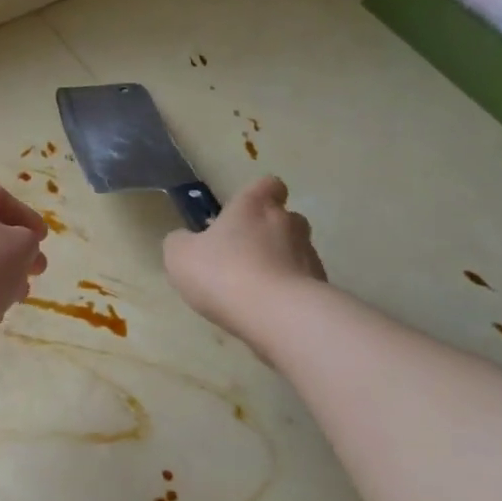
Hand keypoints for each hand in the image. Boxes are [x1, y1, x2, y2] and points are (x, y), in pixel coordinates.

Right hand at [164, 176, 324, 346]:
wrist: (278, 316)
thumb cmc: (223, 273)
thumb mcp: (180, 256)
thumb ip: (181, 242)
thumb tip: (187, 240)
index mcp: (254, 206)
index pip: (268, 184)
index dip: (260, 194)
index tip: (246, 211)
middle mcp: (287, 223)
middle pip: (284, 218)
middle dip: (268, 233)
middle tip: (242, 256)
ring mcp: (309, 255)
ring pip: (295, 251)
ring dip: (279, 263)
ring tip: (255, 289)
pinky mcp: (321, 287)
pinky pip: (302, 283)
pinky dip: (288, 291)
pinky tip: (268, 310)